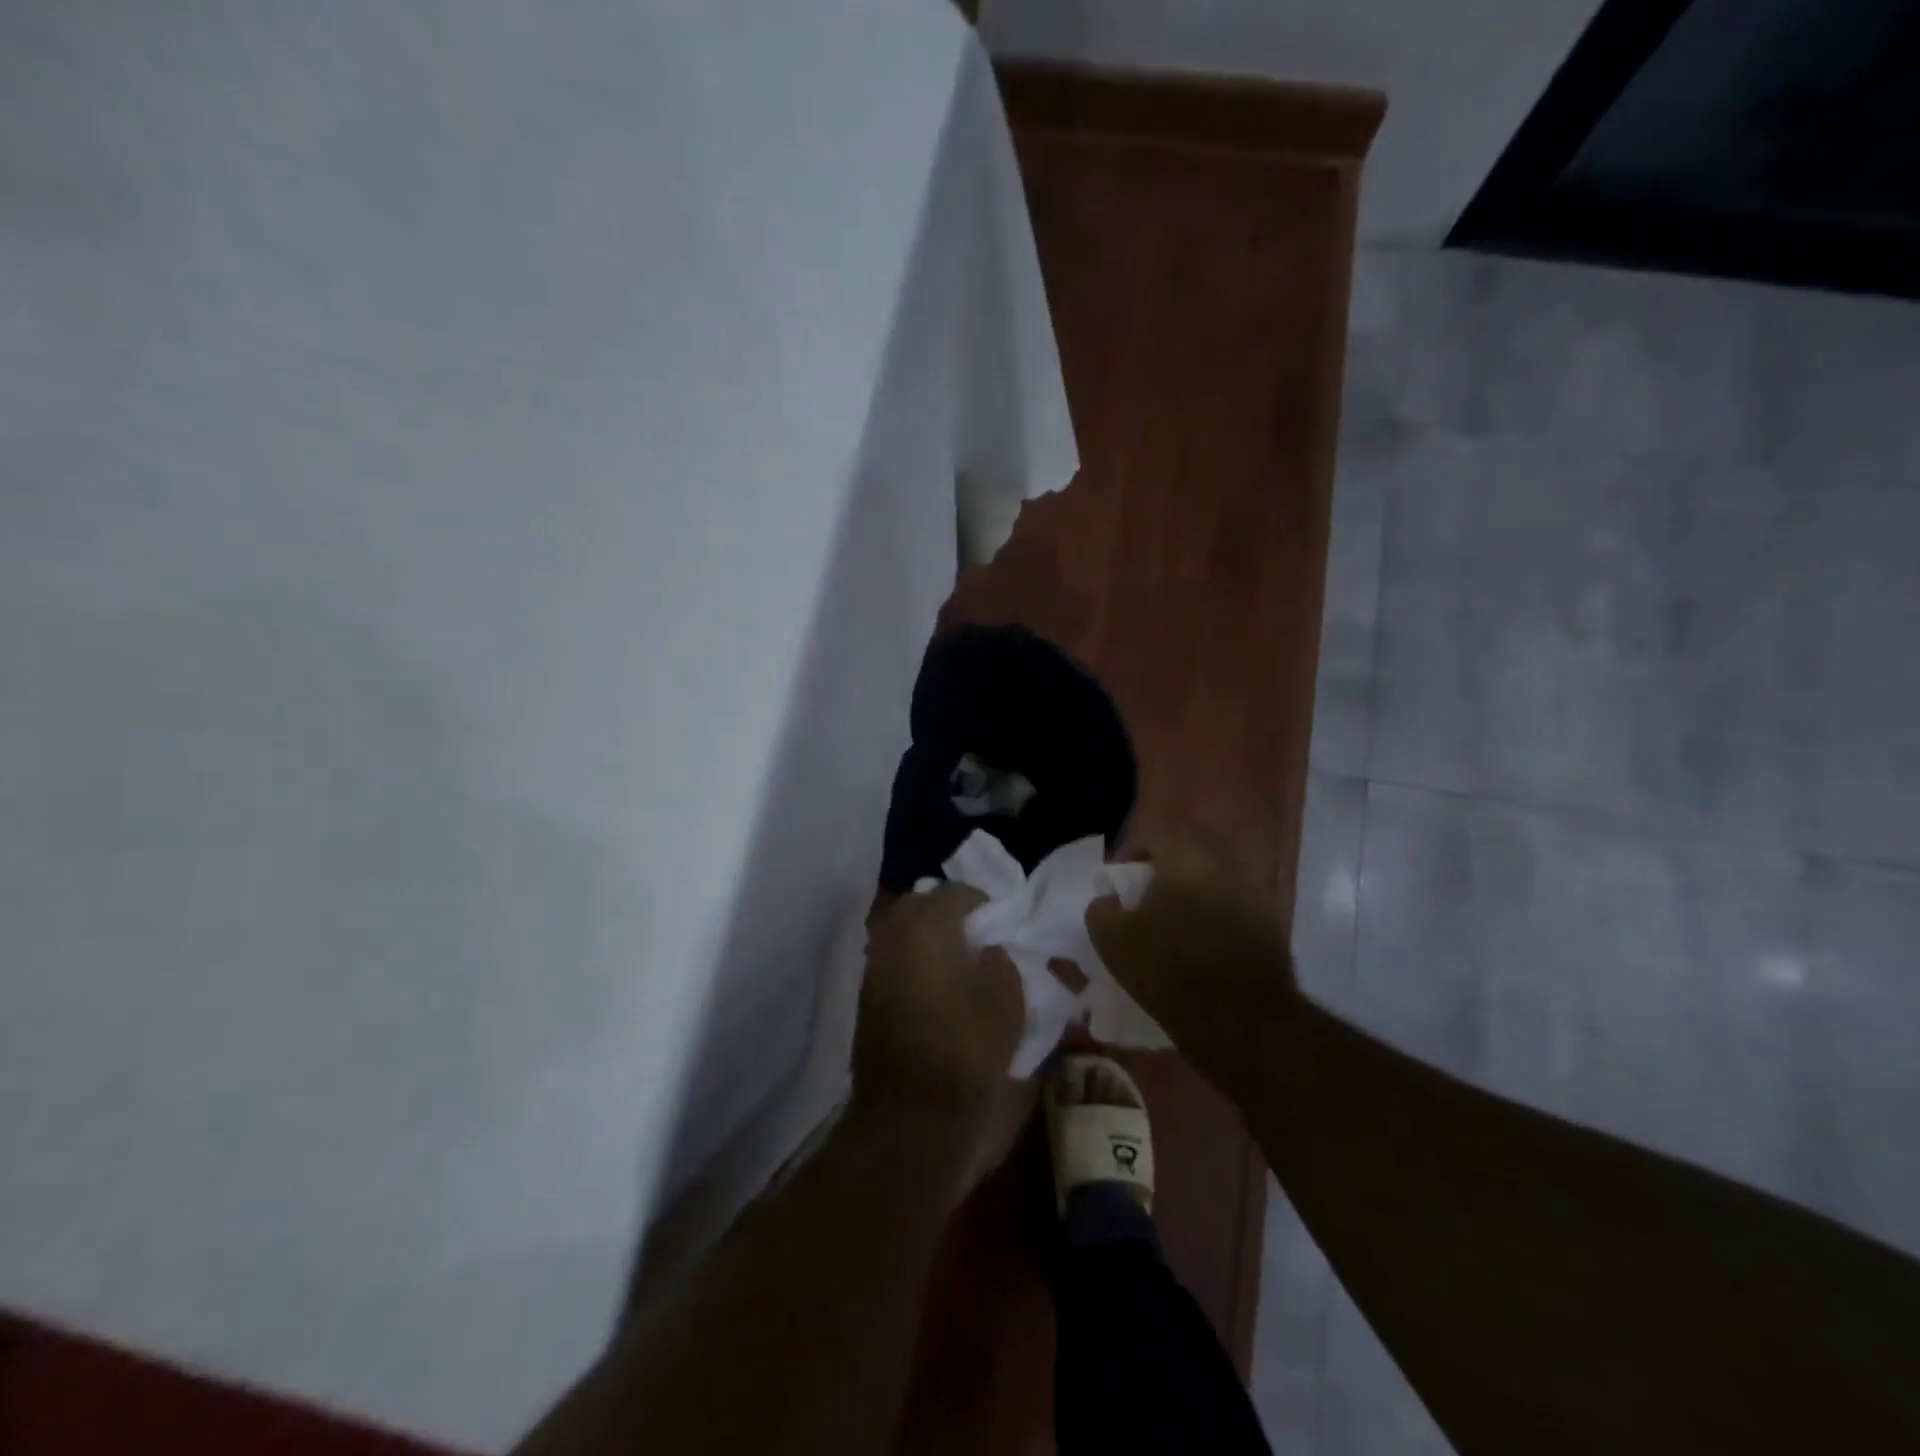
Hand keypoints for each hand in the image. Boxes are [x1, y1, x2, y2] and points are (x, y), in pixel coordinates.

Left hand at [851, 886, 1033, 1191]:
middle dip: (950, 915)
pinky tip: (939, 990)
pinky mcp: (867, 1001)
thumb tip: (988, 950)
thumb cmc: (967, 1049)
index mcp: (927, 925)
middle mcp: (892, 937)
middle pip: (922, 906)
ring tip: (961, 965)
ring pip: (904, 935)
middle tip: (979, 939)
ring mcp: (874, 968)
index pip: (958, 893)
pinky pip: (895, 964)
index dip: (986, 905)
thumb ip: (1001, 959)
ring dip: (930, 940)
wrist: (912, 1117)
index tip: (1004, 926)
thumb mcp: (1007, 998)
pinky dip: (916, 966)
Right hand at [1085, 842, 1298, 1091]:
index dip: (1128, 859)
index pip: (1152, 840)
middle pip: (1184, 865)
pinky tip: (1200, 958)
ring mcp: (1253, 899)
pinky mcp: (1270, 933)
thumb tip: (1107, 899)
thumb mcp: (1113, 940)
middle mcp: (1224, 869)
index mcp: (1186, 860)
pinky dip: (1212, 929)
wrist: (1243, 1023)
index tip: (1116, 888)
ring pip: (1209, 892)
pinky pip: (1230, 919)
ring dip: (1188, 906)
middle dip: (1160, 883)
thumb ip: (1101, 909)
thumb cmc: (1170, 970)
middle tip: (1141, 912)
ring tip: (1170, 937)